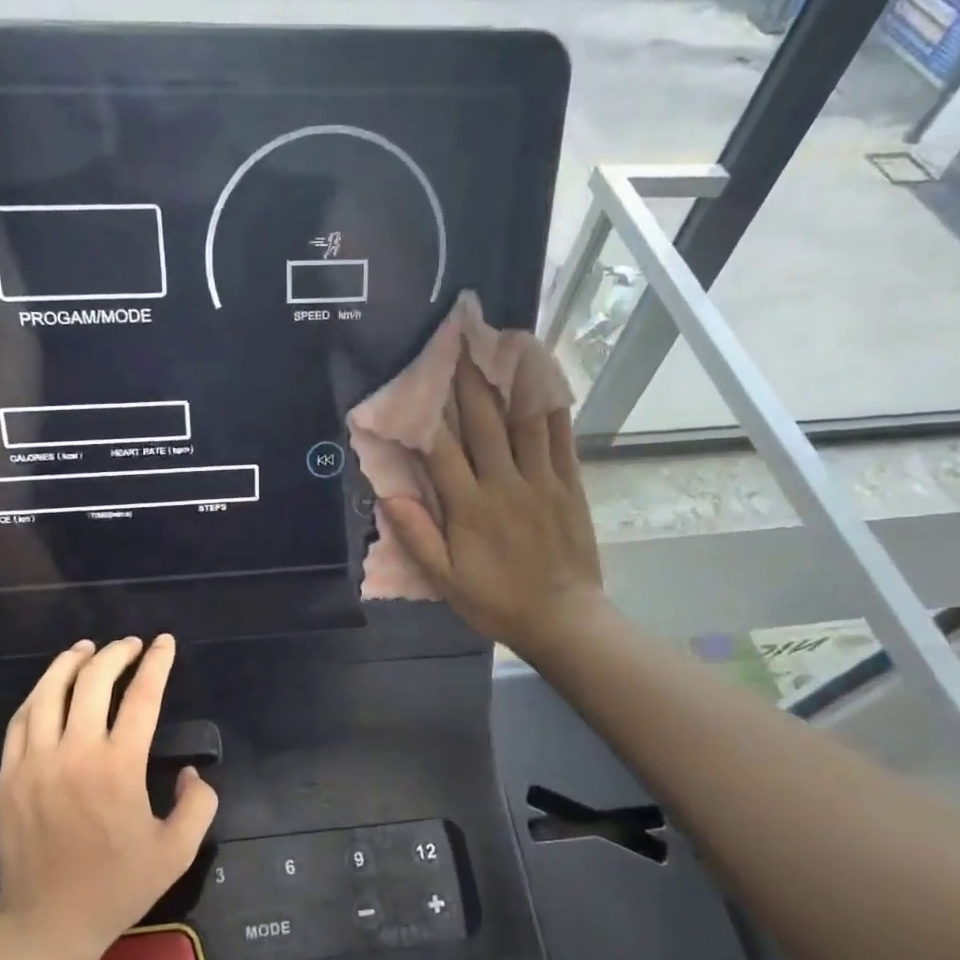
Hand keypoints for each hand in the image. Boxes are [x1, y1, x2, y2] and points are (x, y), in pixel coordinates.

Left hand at [0, 635, 217, 959]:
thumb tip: (193, 772)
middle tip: (131, 645)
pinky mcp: (9, 775)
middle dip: (116, 654)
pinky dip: (38, 694)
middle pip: (93, 681)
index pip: (142, 697)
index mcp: (119, 767)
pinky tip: (50, 687)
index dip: (157, 664)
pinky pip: (20, 720)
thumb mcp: (177, 852)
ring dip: (70, 663)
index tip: (165, 643)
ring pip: (49, 692)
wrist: (47, 923)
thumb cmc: (116, 887)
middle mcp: (75, 753)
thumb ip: (199, 805)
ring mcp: (35, 762)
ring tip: (87, 648)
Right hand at [381, 355, 604, 660]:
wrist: (563, 618)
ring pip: (524, 421)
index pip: (442, 451)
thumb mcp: (446, 581)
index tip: (413, 381)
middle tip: (458, 341)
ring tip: (500, 344)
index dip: (426, 414)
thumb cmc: (497, 601)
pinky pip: (562, 437)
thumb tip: (389, 495)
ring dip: (510, 380)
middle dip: (468, 381)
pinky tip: (545, 377)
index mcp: (470, 508)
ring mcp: (542, 480)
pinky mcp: (570, 484)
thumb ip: (418, 537)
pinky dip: (553, 404)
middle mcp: (505, 484)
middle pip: (484, 423)